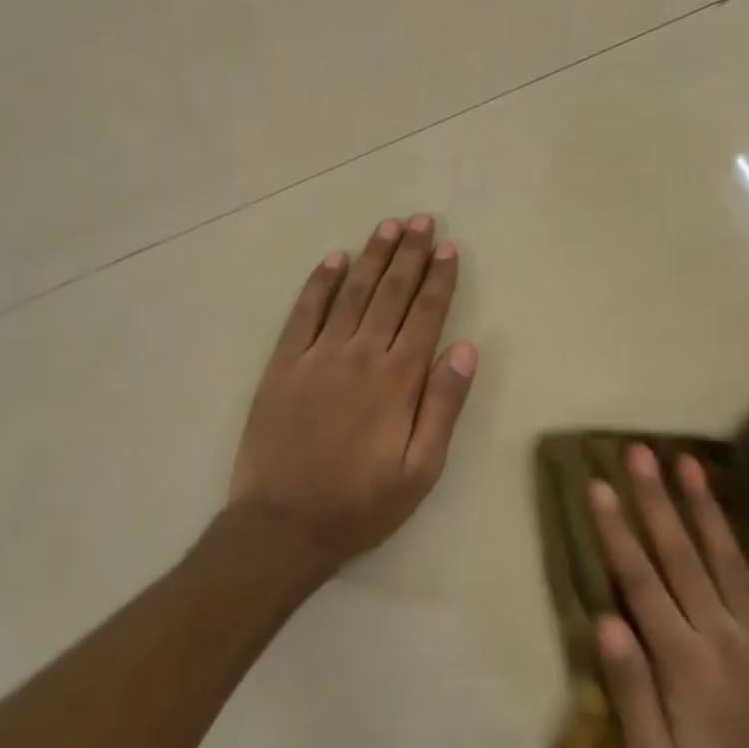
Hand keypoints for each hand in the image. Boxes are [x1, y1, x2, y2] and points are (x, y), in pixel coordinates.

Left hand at [230, 216, 477, 574]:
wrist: (281, 527)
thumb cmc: (360, 504)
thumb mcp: (421, 470)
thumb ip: (444, 406)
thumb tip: (467, 349)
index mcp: (397, 380)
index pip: (426, 315)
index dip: (439, 279)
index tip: (447, 247)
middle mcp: (360, 355)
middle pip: (390, 293)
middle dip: (409, 254)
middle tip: (421, 220)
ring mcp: (317, 356)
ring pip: (351, 293)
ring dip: (371, 257)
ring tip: (388, 226)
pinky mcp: (283, 365)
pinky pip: (304, 313)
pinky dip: (319, 283)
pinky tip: (334, 259)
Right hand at [590, 445, 748, 747]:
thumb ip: (632, 692)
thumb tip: (605, 620)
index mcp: (683, 663)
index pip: (640, 581)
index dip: (617, 529)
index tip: (599, 484)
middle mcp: (722, 636)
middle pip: (682, 555)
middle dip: (657, 499)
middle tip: (641, 451)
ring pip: (730, 559)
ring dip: (708, 508)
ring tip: (690, 463)